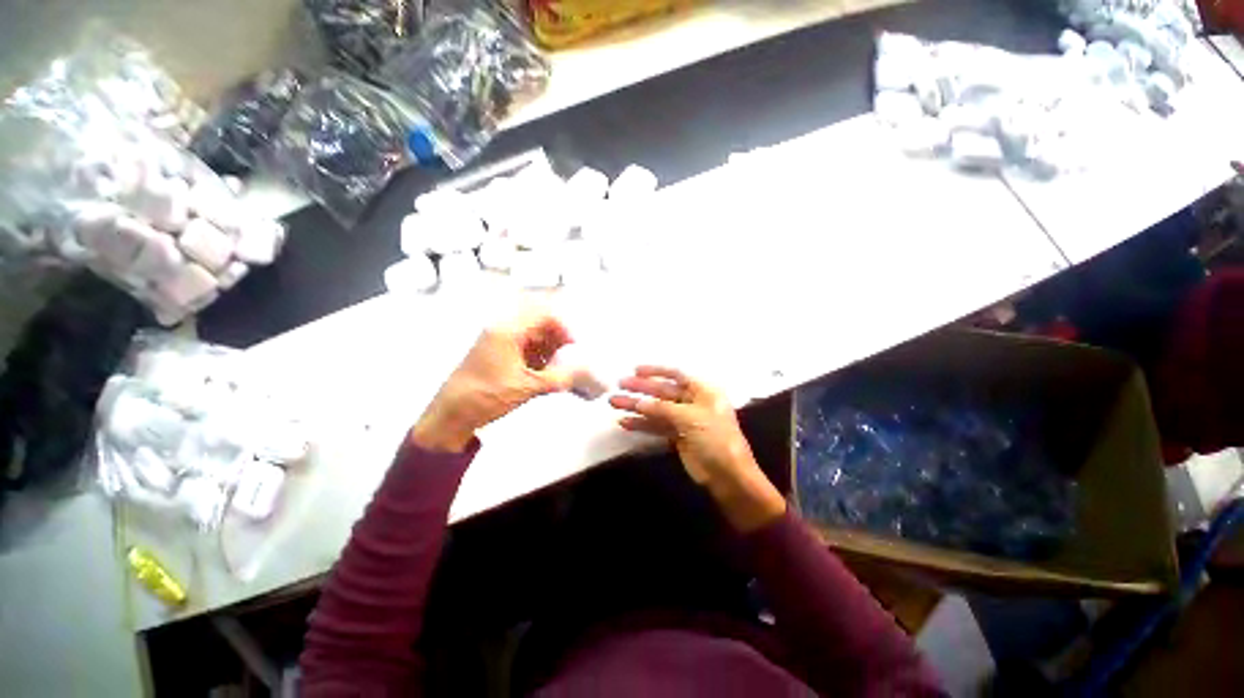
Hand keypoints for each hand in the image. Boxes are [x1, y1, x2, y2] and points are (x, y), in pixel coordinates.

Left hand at [410, 309, 574, 451]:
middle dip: (558, 339)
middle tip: (570, 358)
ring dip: (549, 349)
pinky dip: (538, 357)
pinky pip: (524, 347)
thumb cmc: (488, 395)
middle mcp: (503, 330)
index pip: (543, 314)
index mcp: (508, 331)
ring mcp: (498, 342)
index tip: (575, 346)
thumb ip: (558, 378)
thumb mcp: (527, 387)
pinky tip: (545, 373)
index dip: (563, 327)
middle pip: (539, 323)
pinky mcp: (496, 354)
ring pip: (532, 336)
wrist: (451, 414)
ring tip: (559, 368)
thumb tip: (582, 373)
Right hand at [610, 367, 785, 531]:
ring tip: (614, 402)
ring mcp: (684, 420)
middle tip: (619, 385)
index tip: (636, 370)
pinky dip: (642, 424)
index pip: (677, 374)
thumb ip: (662, 408)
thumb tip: (639, 402)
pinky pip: (657, 426)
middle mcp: (693, 402)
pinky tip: (625, 422)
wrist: (727, 475)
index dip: (656, 371)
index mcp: (702, 391)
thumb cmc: (715, 438)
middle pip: (662, 392)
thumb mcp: (690, 418)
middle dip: (641, 389)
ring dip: (636, 406)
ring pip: (656, 409)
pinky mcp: (677, 436)